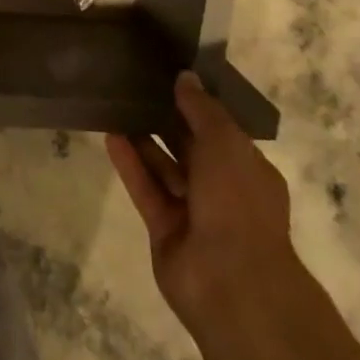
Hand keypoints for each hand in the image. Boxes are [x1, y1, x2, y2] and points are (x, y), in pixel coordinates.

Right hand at [106, 71, 296, 334]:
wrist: (233, 284)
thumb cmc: (238, 202)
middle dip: (167, 120)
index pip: (221, 130)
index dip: (198, 104)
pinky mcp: (165, 231)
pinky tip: (111, 136)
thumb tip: (185, 77)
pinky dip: (130, 165)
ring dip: (144, 140)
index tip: (171, 75)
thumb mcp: (225, 142)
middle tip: (137, 86)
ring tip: (118, 105)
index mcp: (248, 170)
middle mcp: (223, 190)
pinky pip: (146, 190)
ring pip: (165, 168)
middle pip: (190, 148)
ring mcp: (193, 213)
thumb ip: (202, 108)